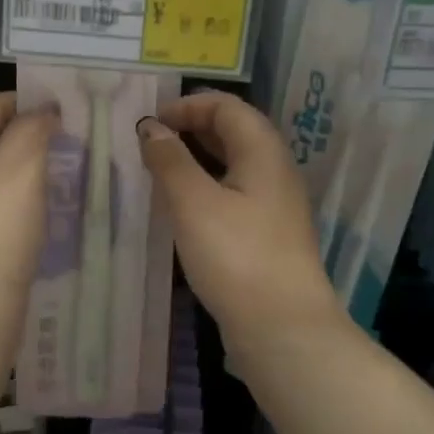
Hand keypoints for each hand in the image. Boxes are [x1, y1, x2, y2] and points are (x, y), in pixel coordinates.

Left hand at [0, 93, 57, 340]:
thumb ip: (33, 129)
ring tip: (76, 168)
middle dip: (37, 136)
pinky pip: (1, 200)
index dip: (35, 103)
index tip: (77, 111)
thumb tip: (45, 112)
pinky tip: (54, 204)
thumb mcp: (18, 170)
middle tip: (83, 140)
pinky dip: (27, 196)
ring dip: (35, 168)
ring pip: (1, 170)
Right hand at [138, 91, 342, 341]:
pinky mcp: (269, 234)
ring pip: (234, 165)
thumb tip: (151, 127)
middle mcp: (275, 170)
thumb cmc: (236, 256)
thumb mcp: (194, 203)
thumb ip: (170, 160)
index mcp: (262, 152)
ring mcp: (275, 205)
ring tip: (161, 172)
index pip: (227, 106)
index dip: (188, 106)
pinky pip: (235, 193)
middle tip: (151, 144)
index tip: (151, 123)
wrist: (283, 328)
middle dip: (191, 129)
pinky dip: (207, 187)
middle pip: (234, 132)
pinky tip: (184, 209)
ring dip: (197, 159)